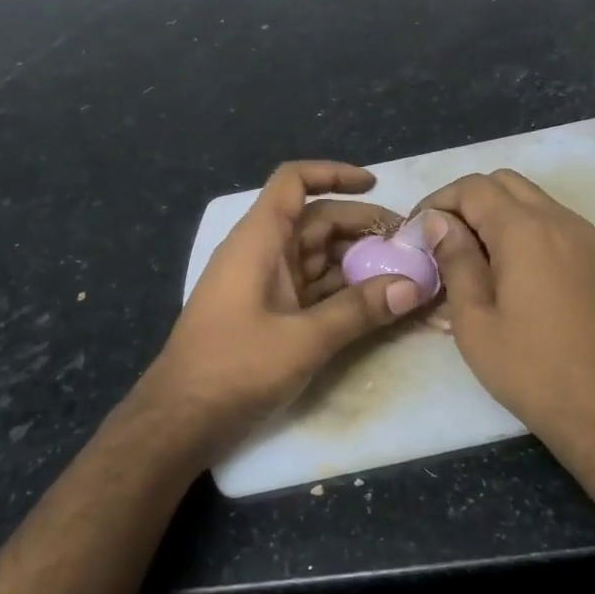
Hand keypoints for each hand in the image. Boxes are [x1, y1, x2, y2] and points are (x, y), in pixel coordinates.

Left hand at [143, 161, 425, 457]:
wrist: (180, 420)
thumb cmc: (234, 367)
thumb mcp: (304, 339)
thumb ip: (359, 310)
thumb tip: (414, 286)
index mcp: (259, 239)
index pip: (294, 182)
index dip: (333, 173)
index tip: (375, 185)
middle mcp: (261, 251)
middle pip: (316, 220)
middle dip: (362, 227)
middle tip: (410, 245)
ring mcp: (263, 282)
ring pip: (317, 255)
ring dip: (357, 261)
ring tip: (404, 272)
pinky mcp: (267, 311)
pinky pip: (311, 286)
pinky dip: (342, 289)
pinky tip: (375, 301)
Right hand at [415, 170, 594, 450]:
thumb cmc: (534, 371)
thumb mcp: (476, 321)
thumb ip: (456, 261)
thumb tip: (439, 222)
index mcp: (526, 230)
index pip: (472, 187)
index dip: (437, 202)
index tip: (416, 234)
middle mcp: (560, 220)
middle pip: (504, 183)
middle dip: (466, 201)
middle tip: (441, 241)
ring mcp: (586, 239)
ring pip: (531, 199)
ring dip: (496, 213)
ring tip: (471, 257)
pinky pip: (552, 223)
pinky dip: (522, 229)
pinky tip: (508, 271)